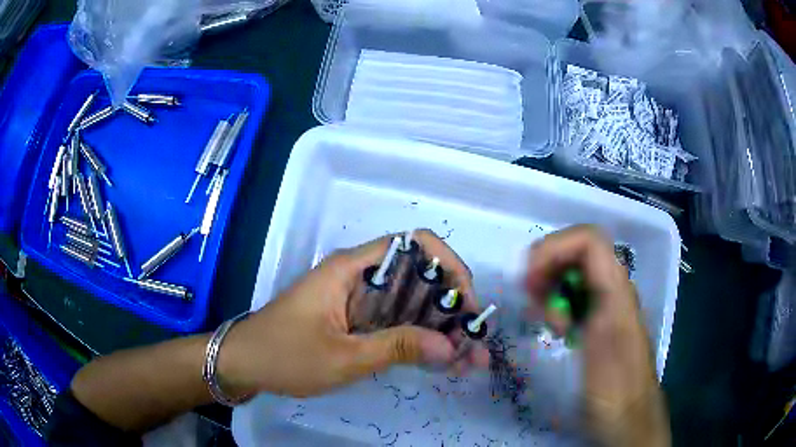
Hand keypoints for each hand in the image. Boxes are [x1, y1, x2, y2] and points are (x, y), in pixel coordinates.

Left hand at [217, 230, 488, 398]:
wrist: (243, 364)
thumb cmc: (284, 355)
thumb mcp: (341, 356)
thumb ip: (396, 347)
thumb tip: (449, 346)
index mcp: (353, 269)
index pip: (414, 245)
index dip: (449, 266)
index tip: (467, 303)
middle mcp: (361, 277)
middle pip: (420, 279)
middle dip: (453, 309)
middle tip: (474, 344)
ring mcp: (360, 302)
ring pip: (412, 306)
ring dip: (441, 330)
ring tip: (467, 360)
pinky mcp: (357, 322)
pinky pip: (397, 325)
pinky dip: (421, 341)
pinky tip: (441, 362)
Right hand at [525, 225, 669, 446]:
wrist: (628, 417)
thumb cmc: (613, 386)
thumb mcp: (602, 342)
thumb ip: (594, 298)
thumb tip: (572, 271)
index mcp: (616, 289)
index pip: (587, 240)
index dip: (554, 248)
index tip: (530, 279)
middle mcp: (614, 288)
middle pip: (578, 251)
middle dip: (548, 267)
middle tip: (530, 298)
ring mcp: (608, 305)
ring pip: (575, 273)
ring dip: (551, 286)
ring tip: (542, 317)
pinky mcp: (601, 322)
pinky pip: (577, 296)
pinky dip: (558, 303)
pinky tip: (554, 326)